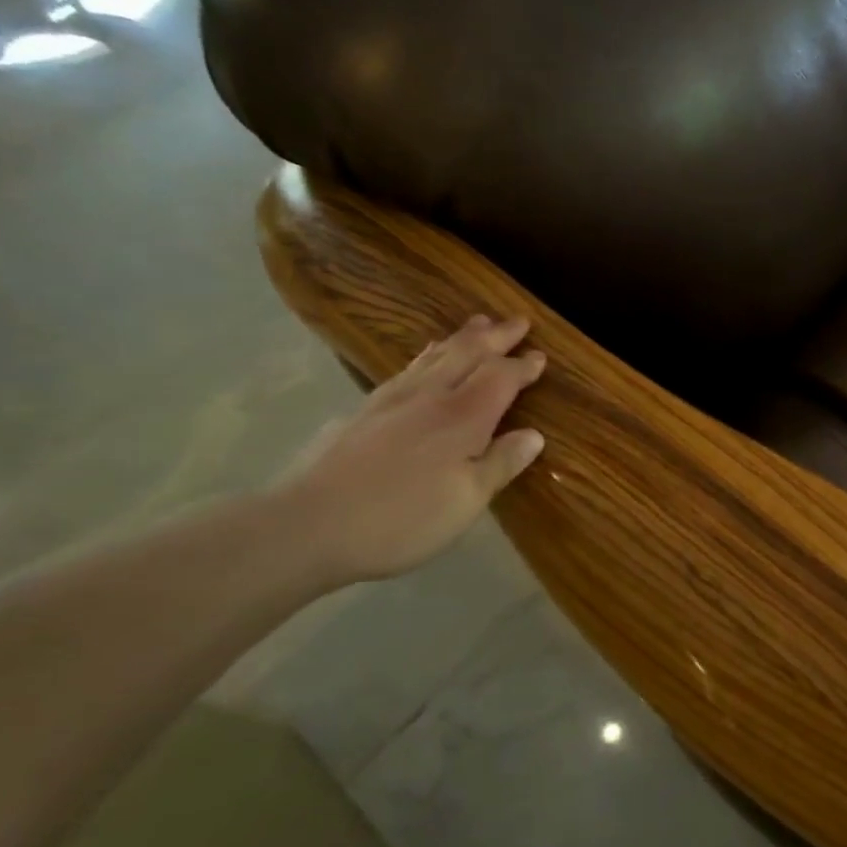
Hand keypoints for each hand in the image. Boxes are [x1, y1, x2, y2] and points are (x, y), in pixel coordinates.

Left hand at [267, 315, 548, 586]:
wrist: (305, 526)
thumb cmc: (400, 519)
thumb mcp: (466, 501)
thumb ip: (500, 464)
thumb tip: (534, 436)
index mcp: (462, 418)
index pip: (501, 378)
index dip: (523, 366)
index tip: (541, 356)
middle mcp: (430, 397)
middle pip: (468, 354)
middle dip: (496, 336)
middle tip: (518, 320)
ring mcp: (391, 400)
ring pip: (434, 356)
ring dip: (461, 338)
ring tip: (477, 324)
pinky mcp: (362, 411)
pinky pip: (408, 369)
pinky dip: (428, 355)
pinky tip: (425, 360)